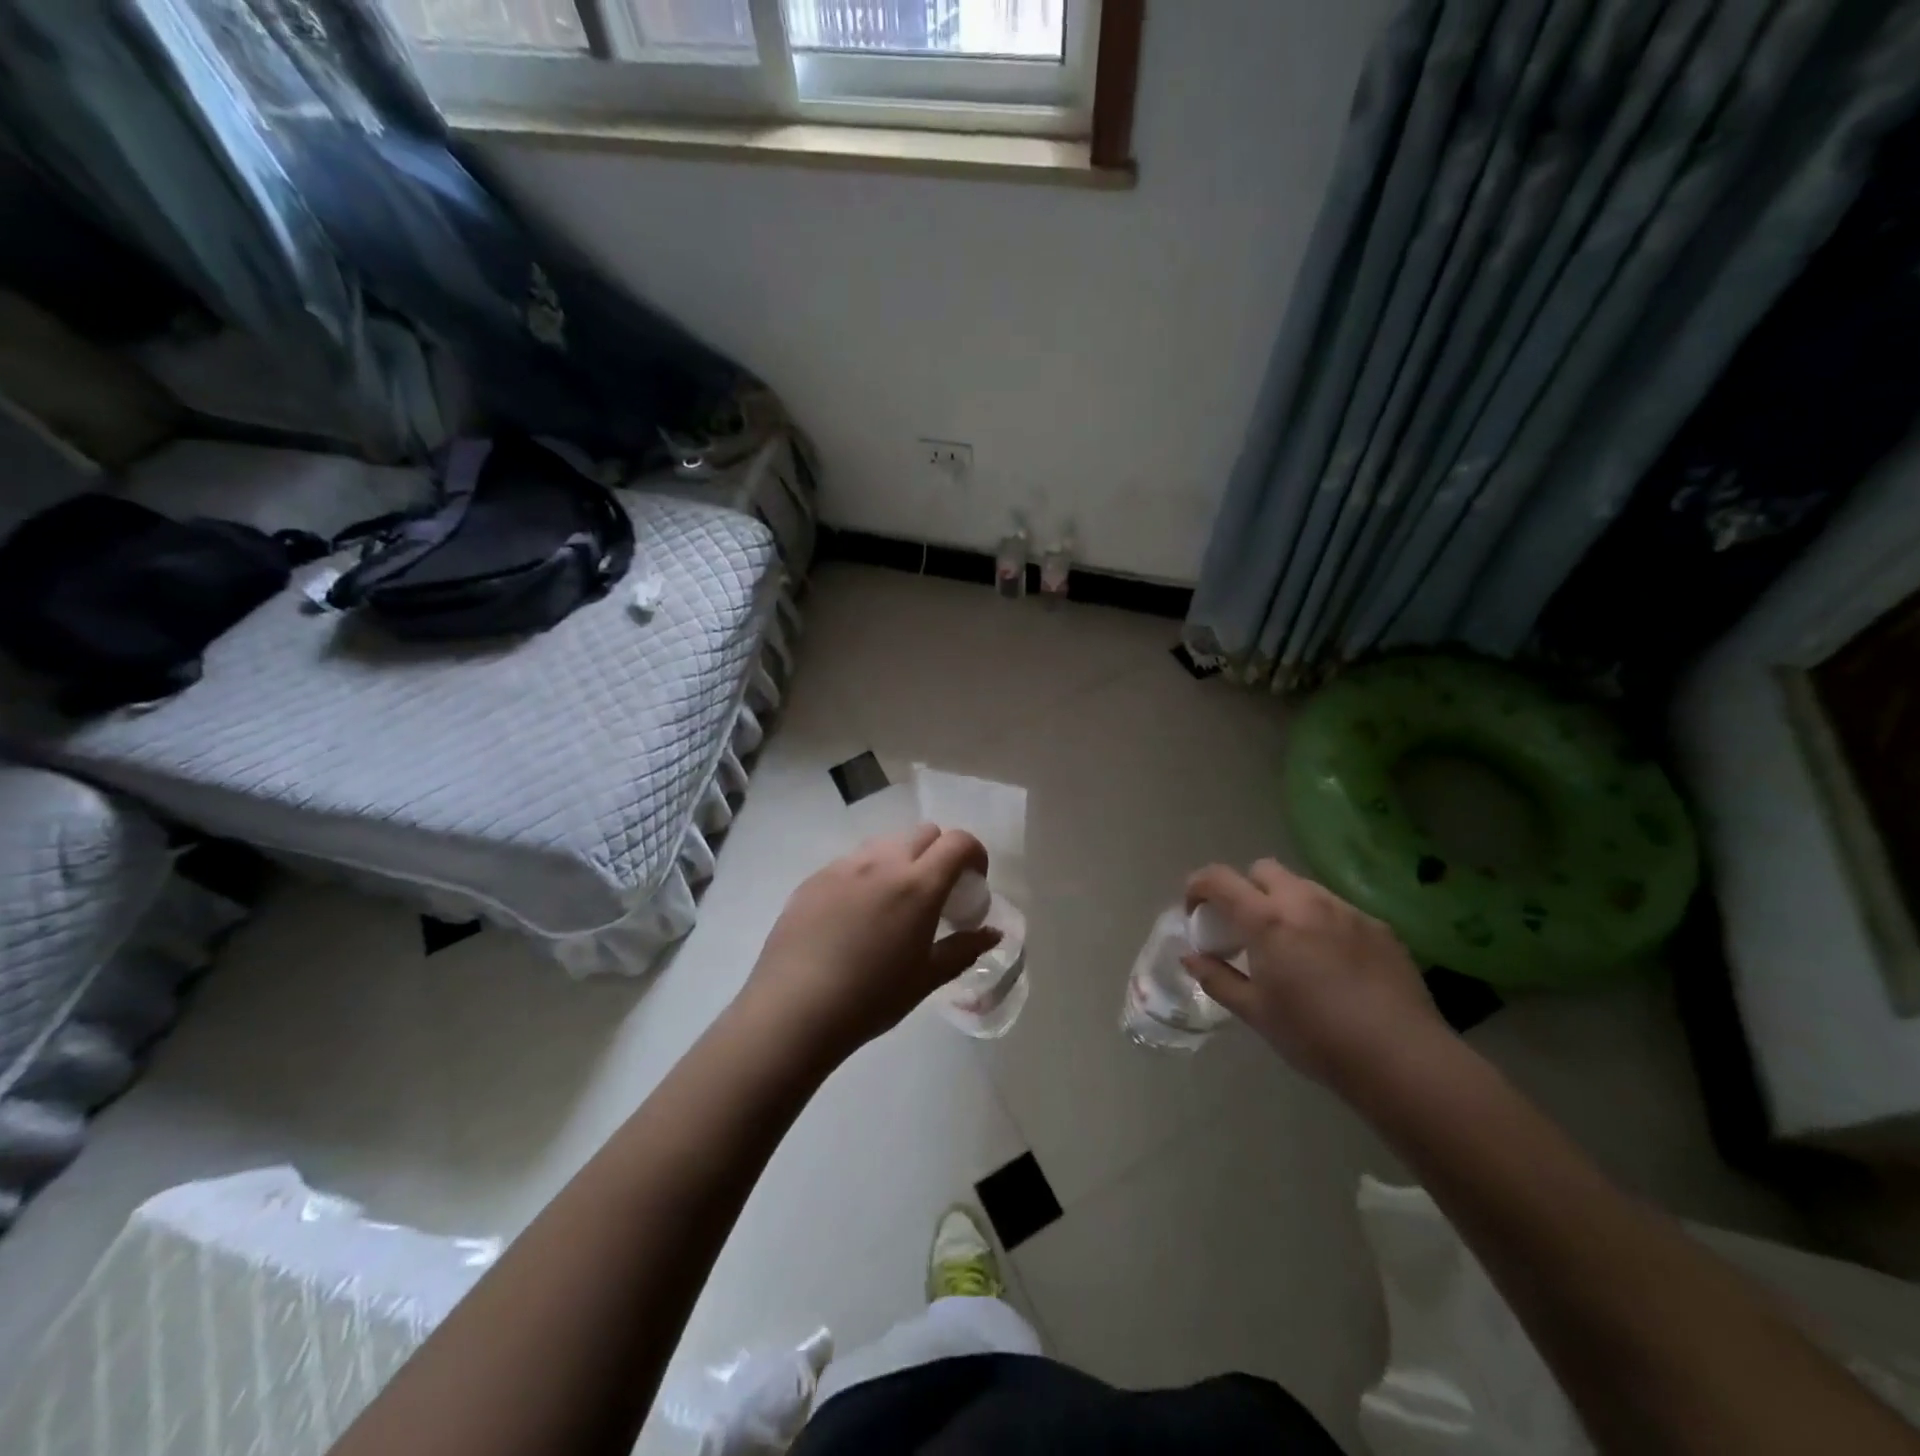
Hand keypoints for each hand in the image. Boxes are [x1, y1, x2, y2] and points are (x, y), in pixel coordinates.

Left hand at [743, 826, 999, 1060]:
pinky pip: (851, 862)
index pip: (958, 842)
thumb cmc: (871, 998)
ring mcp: (844, 866)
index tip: (974, 881)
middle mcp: (882, 862)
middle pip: (923, 833)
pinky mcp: (814, 878)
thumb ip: (963, 949)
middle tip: (936, 892)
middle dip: (939, 853)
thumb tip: (992, 933)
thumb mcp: (926, 978)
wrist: (794, 1010)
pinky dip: (866, 875)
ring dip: (902, 860)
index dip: (974, 853)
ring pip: (885, 843)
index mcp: (918, 884)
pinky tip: (854, 915)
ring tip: (894, 901)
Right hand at [1183, 859, 1445, 1087]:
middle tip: (1244, 926)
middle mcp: (1305, 901)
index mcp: (1267, 919)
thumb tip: (1191, 957)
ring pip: (1303, 886)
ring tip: (1289, 944)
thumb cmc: (1315, 1036)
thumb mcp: (1255, 1012)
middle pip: (1263, 869)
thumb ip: (1217, 978)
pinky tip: (1331, 962)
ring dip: (1284, 902)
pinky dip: (1320, 921)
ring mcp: (1346, 910)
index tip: (1195, 912)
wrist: (1401, 1057)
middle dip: (1245, 888)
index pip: (1219, 878)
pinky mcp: (1378, 926)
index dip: (1198, 886)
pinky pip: (1337, 909)